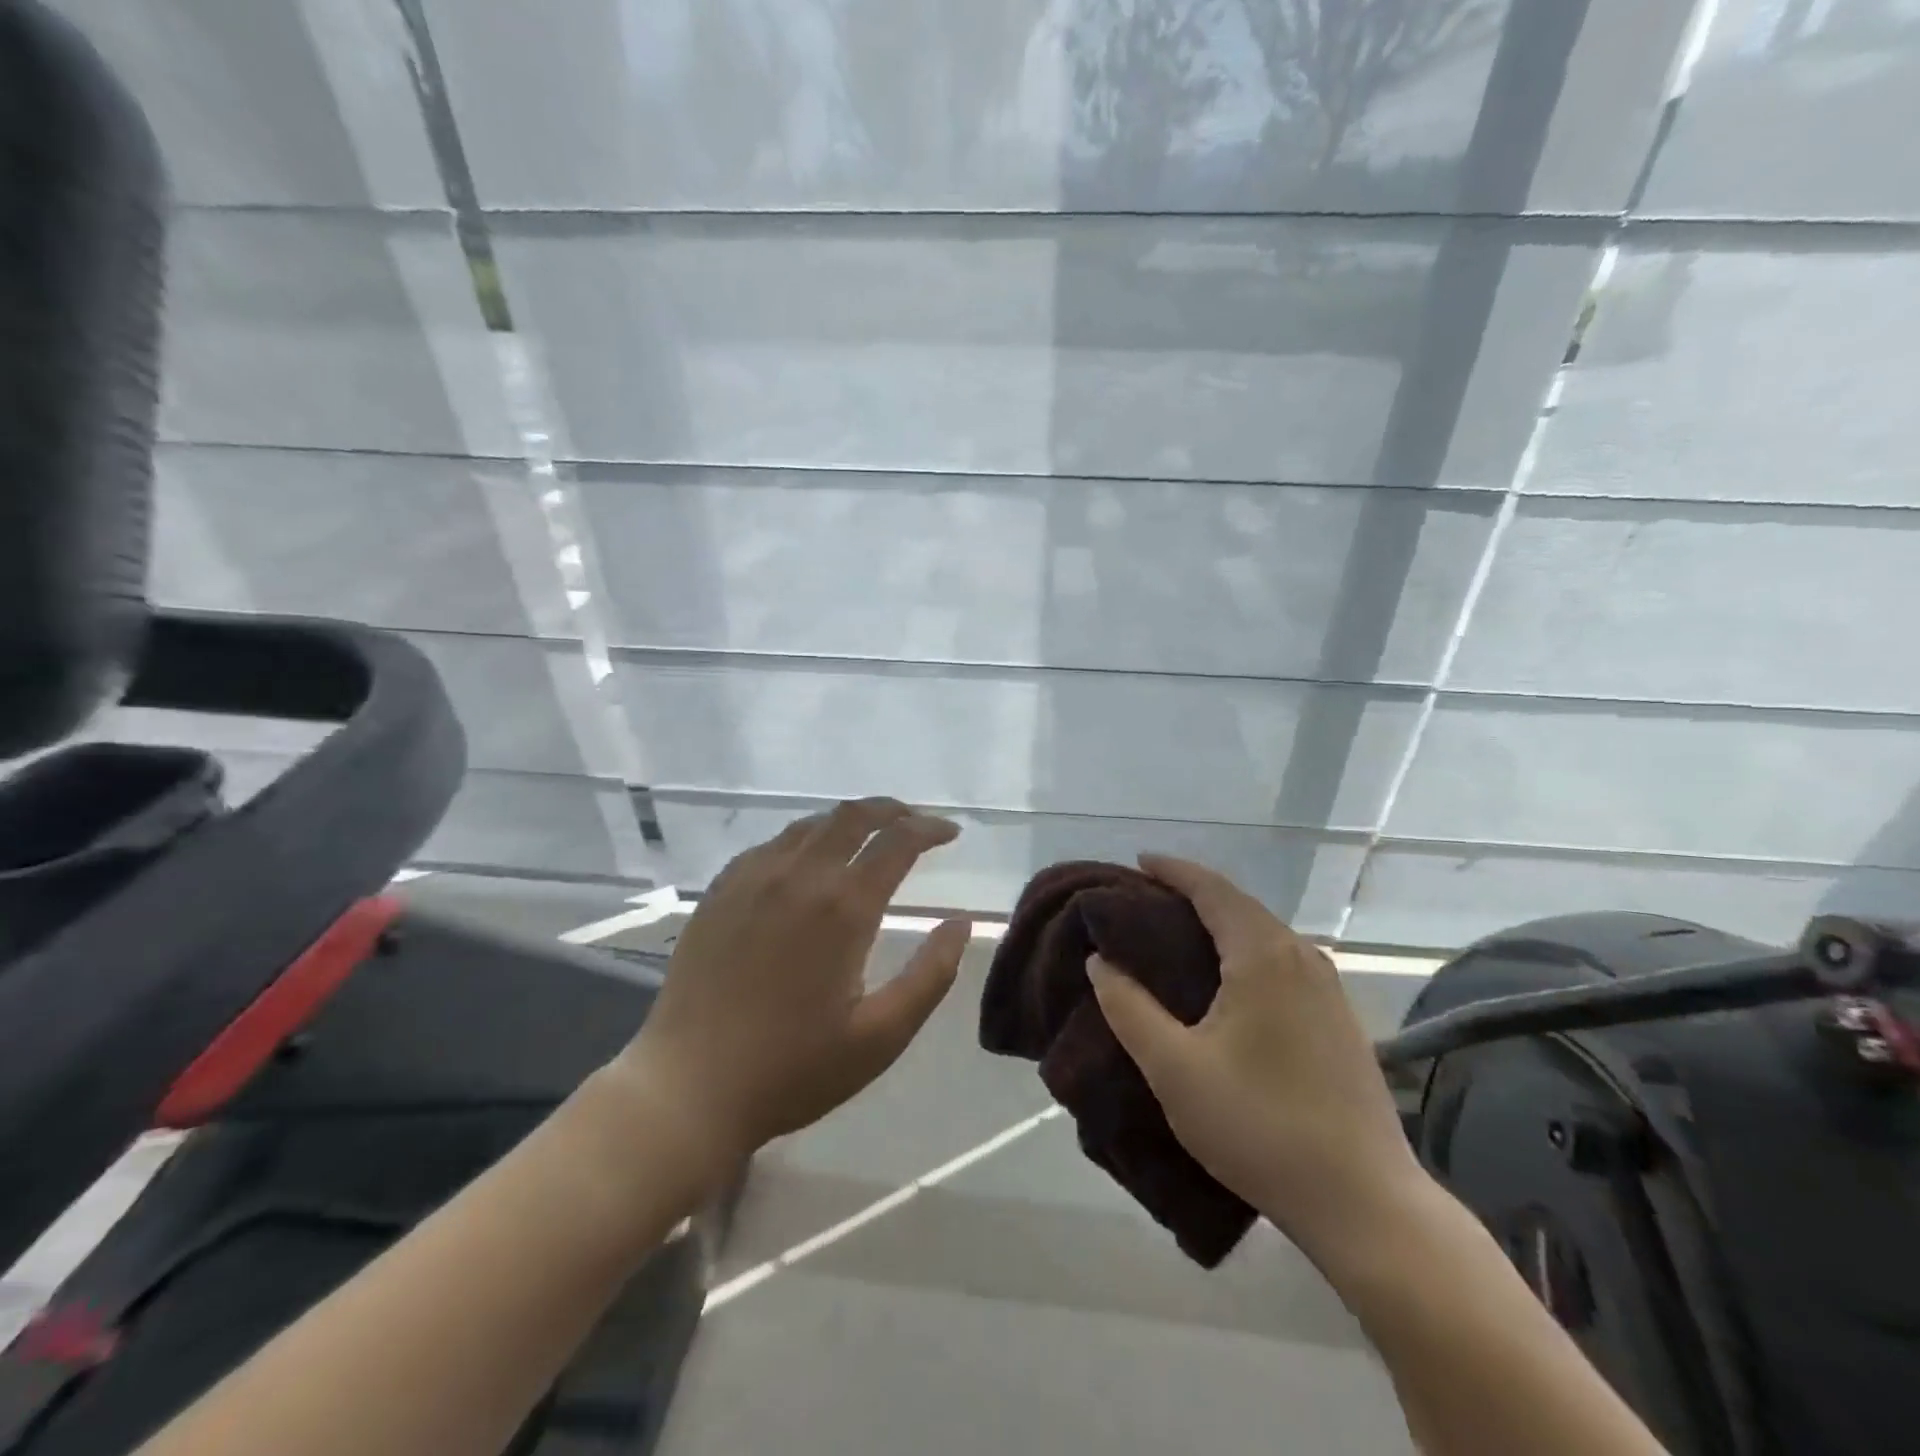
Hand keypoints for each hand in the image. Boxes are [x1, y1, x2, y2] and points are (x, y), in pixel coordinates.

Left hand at [612, 799, 971, 1179]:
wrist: (688, 1089)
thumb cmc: (793, 1069)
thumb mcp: (881, 1036)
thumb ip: (930, 975)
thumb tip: (960, 923)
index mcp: (843, 908)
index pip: (897, 842)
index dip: (929, 829)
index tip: (950, 834)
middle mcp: (799, 877)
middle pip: (853, 816)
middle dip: (892, 811)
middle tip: (915, 822)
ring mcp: (752, 879)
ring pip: (810, 825)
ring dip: (848, 821)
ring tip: (869, 836)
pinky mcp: (720, 892)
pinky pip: (771, 845)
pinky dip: (805, 839)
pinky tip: (808, 861)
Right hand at [1086, 855, 1424, 1260]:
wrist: (1366, 1203)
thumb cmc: (1260, 1126)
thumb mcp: (1174, 1069)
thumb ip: (1128, 1009)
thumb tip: (1099, 961)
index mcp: (1263, 955)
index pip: (1212, 889)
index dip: (1173, 870)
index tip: (1138, 862)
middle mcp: (1302, 957)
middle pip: (1240, 906)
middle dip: (1193, 895)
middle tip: (1146, 903)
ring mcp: (1329, 988)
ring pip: (1264, 935)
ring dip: (1221, 925)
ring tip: (1178, 938)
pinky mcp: (1341, 1020)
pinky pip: (1282, 962)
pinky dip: (1245, 952)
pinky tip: (1227, 983)